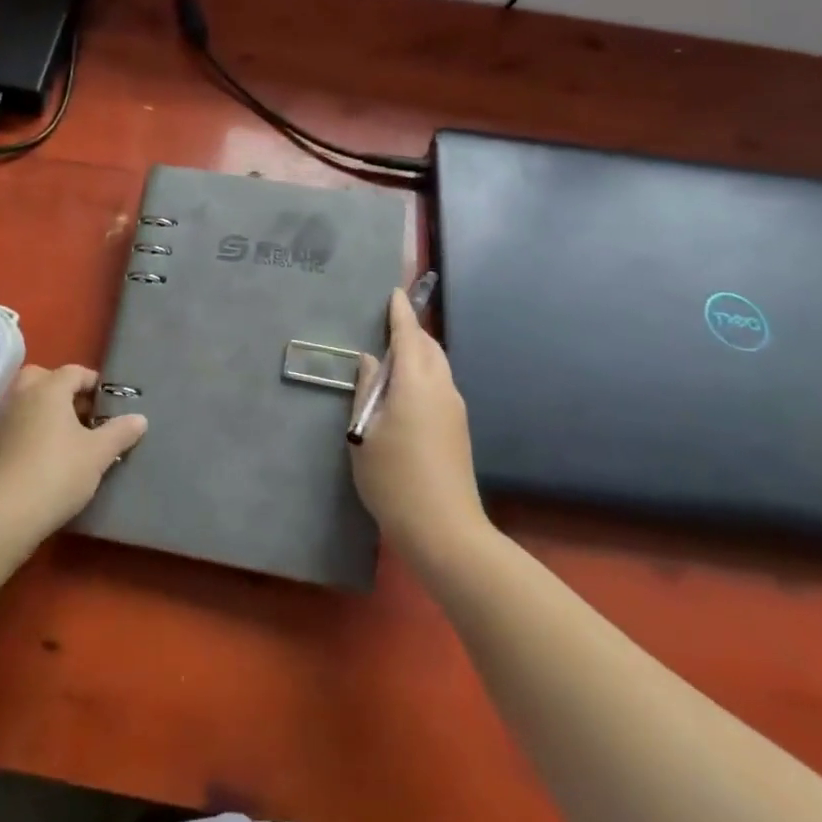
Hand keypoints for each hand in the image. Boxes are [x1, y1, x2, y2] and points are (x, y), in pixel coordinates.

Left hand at [0, 365, 147, 538]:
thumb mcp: (98, 454)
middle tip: (85, 414)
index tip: (110, 403)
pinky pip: (18, 423)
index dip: (94, 383)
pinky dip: (33, 429)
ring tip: (70, 437)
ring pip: (28, 401)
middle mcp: (22, 395)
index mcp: (48, 388)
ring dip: (47, 410)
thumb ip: (120, 432)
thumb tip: (140, 419)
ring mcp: (3, 418)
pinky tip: (48, 455)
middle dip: (64, 390)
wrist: (4, 514)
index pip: (74, 372)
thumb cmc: (57, 473)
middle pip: (44, 378)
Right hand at [349, 288, 487, 570]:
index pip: (409, 335)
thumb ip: (367, 392)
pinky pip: (440, 386)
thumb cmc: (393, 479)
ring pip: (438, 366)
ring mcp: (454, 409)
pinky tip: (404, 391)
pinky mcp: (458, 429)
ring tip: (392, 357)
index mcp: (415, 383)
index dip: (401, 313)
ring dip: (418, 353)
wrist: (444, 530)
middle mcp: (441, 389)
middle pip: (429, 347)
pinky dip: (423, 374)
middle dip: (411, 331)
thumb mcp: (363, 434)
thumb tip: (371, 361)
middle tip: (386, 325)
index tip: (395, 291)